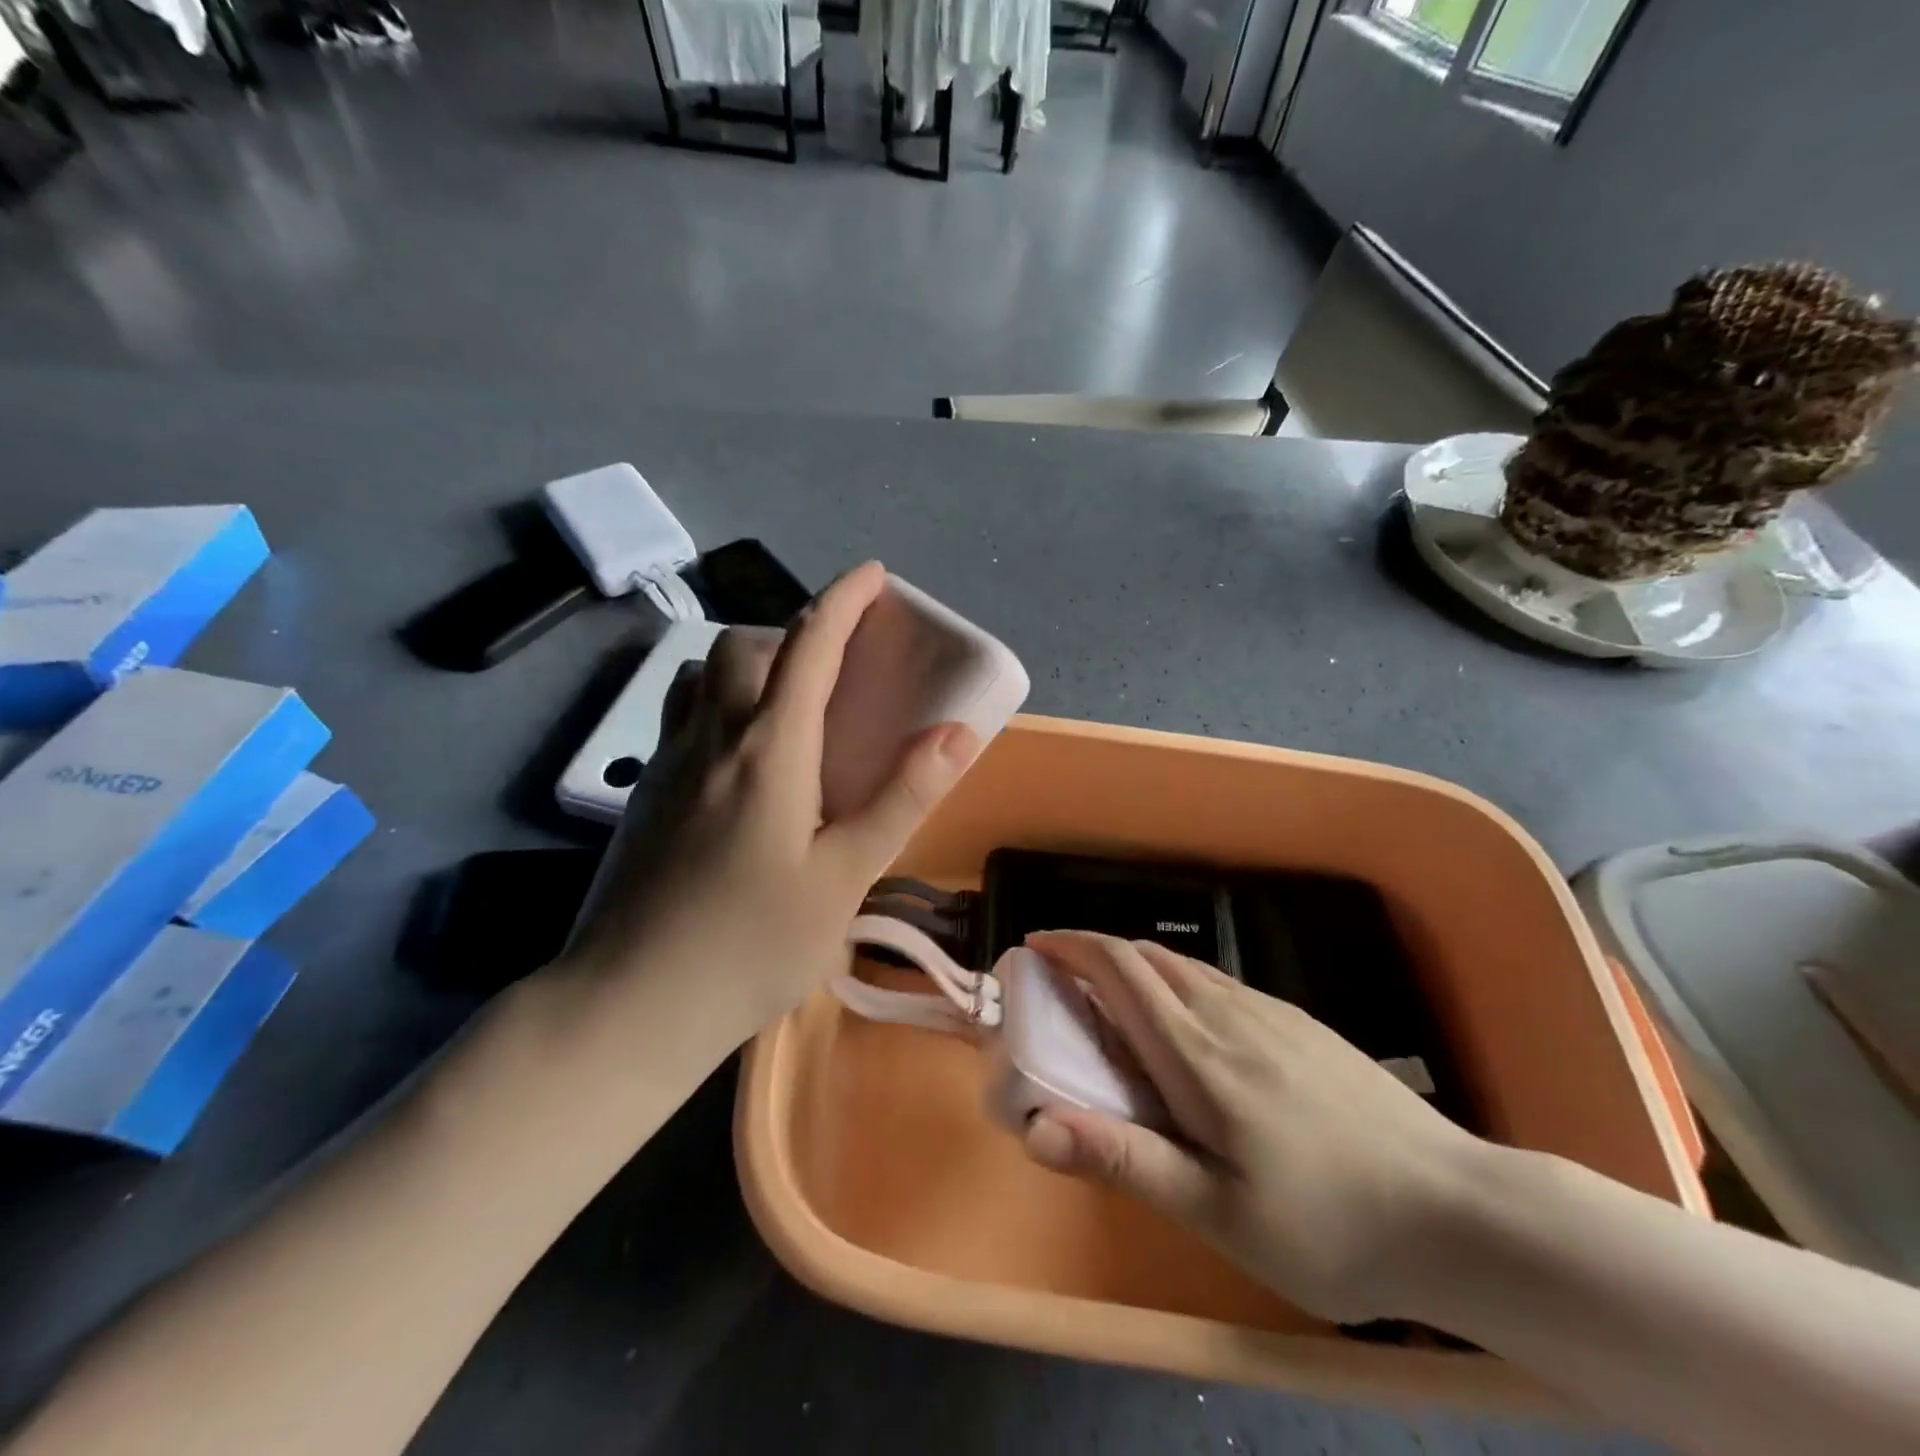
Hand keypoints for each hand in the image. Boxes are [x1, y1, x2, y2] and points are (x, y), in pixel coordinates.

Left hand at [562, 562, 980, 1044]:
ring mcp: (666, 763)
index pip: (808, 645)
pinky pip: (683, 716)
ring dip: (747, 665)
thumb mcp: (846, 877)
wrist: (629, 1004)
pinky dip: (718, 703)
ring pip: (703, 676)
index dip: (843, 600)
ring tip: (785, 709)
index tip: (873, 575)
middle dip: (794, 633)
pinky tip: (739, 765)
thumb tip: (958, 732)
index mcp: (769, 748)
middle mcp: (712, 736)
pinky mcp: (641, 793)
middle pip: (745, 647)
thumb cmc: (751, 945)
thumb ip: (901, 798)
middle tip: (833, 671)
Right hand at [1019, 932, 1485, 1323]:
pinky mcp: (1300, 1023)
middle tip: (1065, 988)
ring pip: (1184, 968)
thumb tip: (1038, 1125)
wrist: (1457, 1211)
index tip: (1035, 948)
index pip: (1119, 968)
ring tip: (1116, 1009)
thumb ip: (1127, 1159)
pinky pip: (1219, 984)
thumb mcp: (1219, 1213)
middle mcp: (1227, 1012)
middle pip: (1146, 957)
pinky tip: (1191, 1032)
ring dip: (1136, 969)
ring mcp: (1270, 1012)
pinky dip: (1178, 985)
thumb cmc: (1328, 1224)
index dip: (1071, 946)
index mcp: (1196, 1053)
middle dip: (1095, 955)